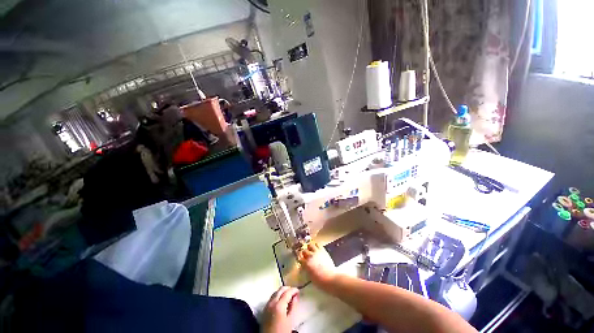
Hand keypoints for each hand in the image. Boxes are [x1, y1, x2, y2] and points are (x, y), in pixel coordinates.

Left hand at [261, 286, 298, 332]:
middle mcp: (272, 302)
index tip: (298, 290)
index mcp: (279, 305)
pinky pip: (272, 298)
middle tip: (294, 292)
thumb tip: (296, 297)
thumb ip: (294, 307)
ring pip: (275, 293)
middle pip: (280, 290)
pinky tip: (281, 301)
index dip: (294, 290)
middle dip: (288, 289)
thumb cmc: (282, 331)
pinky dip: (277, 296)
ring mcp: (267, 305)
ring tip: (289, 296)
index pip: (287, 292)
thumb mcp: (290, 320)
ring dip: (282, 292)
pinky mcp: (264, 309)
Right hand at [297, 242, 336, 284]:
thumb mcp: (310, 276)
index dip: (300, 260)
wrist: (331, 278)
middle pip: (304, 251)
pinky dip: (316, 246)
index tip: (301, 261)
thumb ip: (307, 269)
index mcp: (306, 264)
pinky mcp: (323, 250)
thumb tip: (306, 266)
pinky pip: (318, 245)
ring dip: (310, 247)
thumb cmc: (320, 281)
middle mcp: (310, 256)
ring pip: (310, 245)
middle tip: (305, 255)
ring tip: (311, 249)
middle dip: (304, 253)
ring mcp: (316, 252)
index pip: (300, 259)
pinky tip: (317, 248)